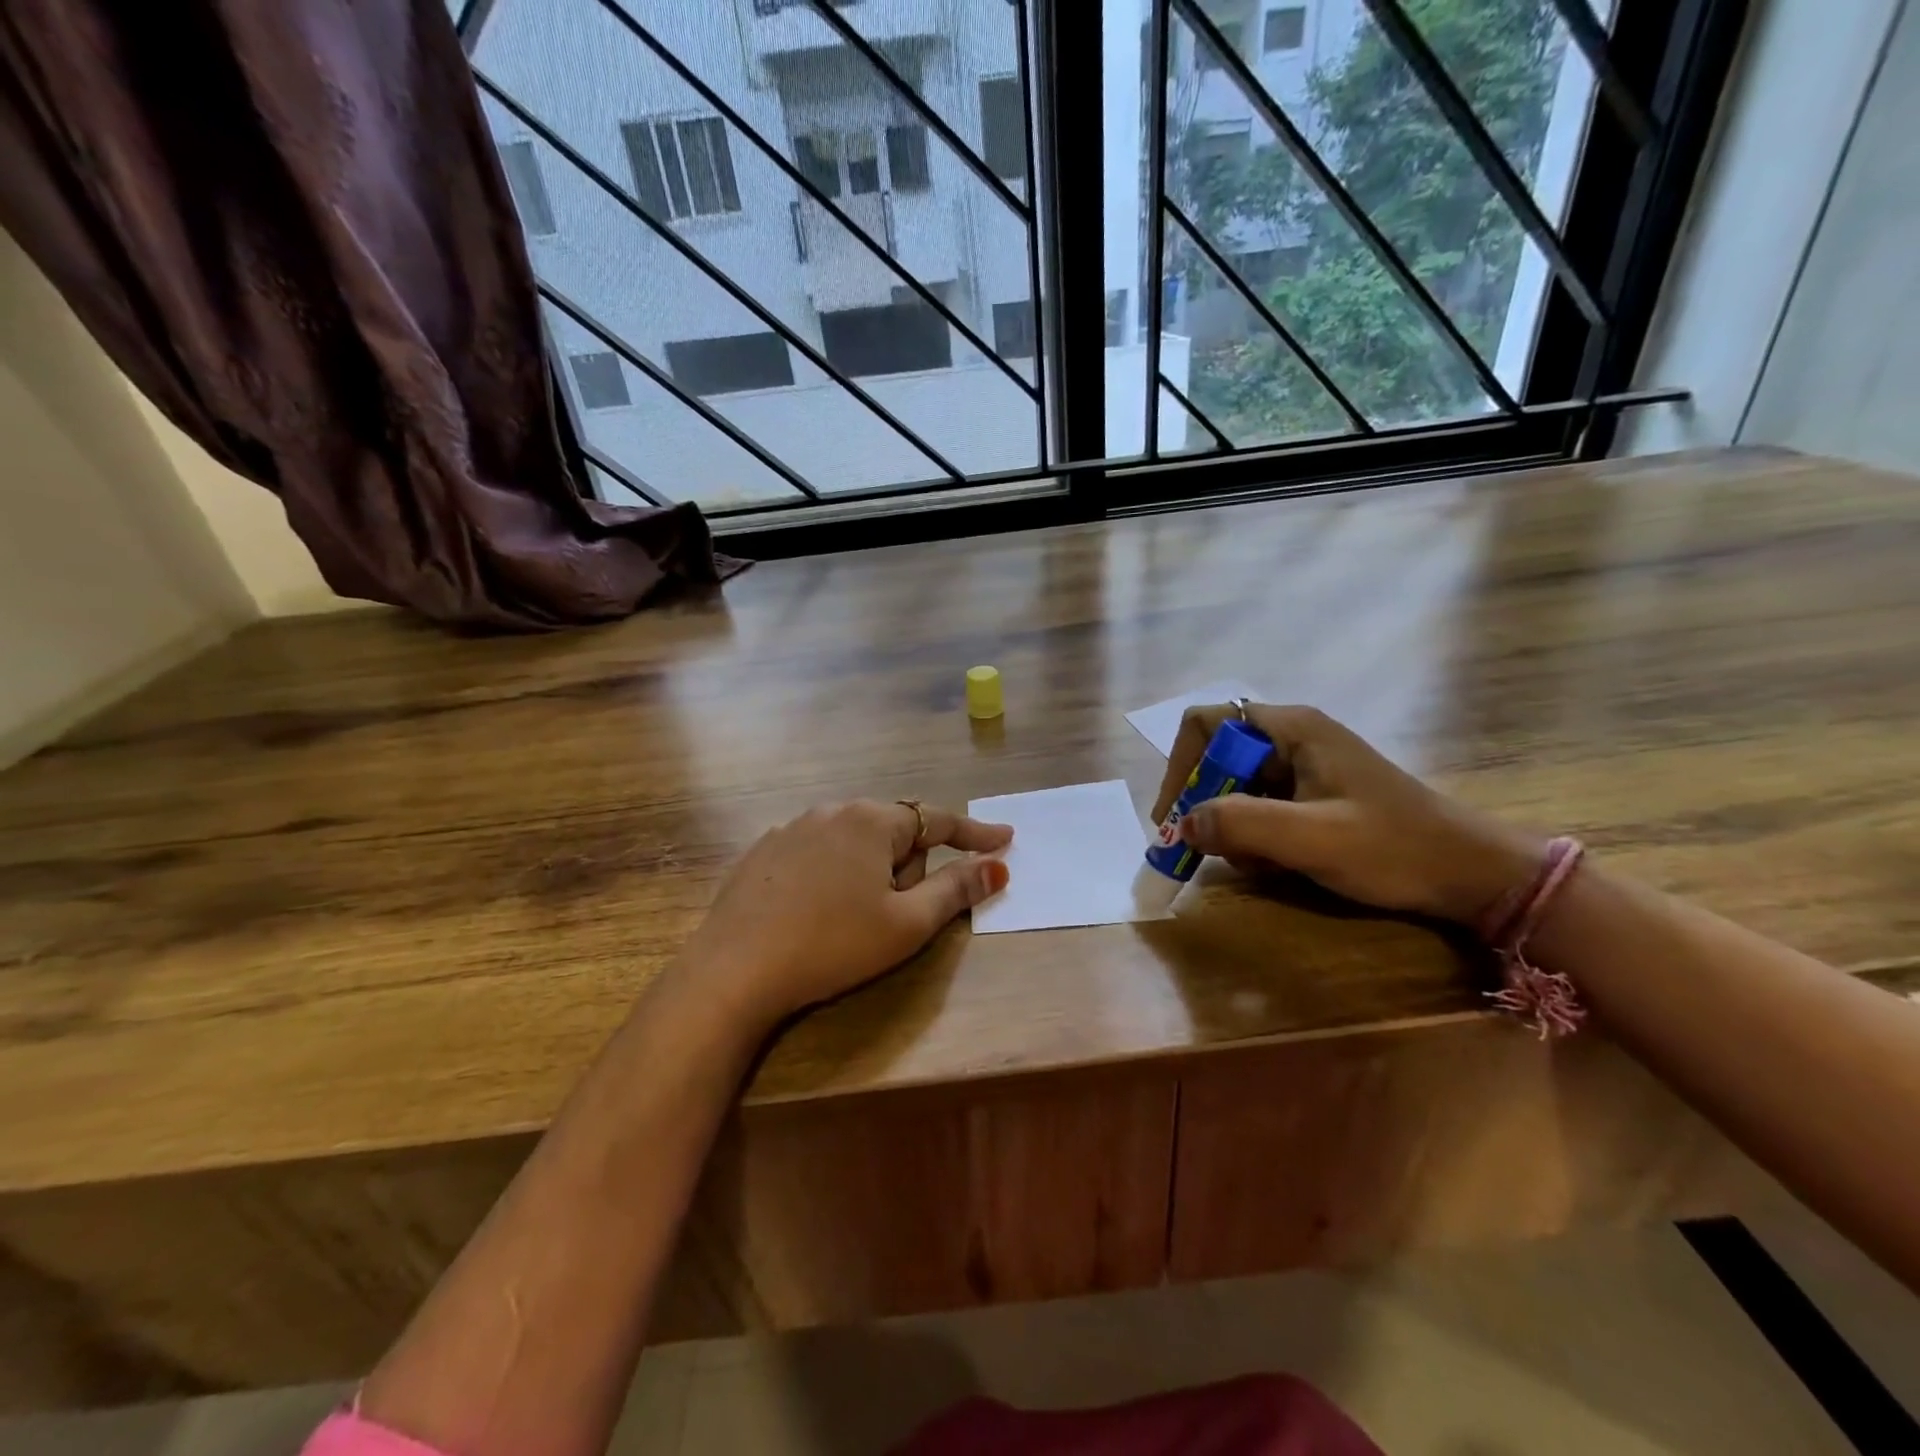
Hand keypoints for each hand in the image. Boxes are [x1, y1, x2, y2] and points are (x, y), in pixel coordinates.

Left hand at [681, 800, 1011, 1025]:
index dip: (975, 833)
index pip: (938, 819)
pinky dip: (833, 875)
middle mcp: (832, 811)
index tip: (1004, 839)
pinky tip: (816, 914)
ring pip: (854, 843)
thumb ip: (955, 890)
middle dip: (908, 867)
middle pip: (894, 832)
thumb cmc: (832, 945)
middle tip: (896, 915)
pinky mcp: (763, 852)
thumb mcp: (906, 924)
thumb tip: (997, 867)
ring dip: (870, 871)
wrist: (734, 970)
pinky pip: (818, 853)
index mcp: (871, 820)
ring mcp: (791, 828)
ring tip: (852, 920)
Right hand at [1150, 704, 1543, 923]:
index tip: (1178, 815)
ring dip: (1233, 828)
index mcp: (1291, 729)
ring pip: (1235, 789)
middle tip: (1210, 849)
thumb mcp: (1312, 838)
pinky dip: (1255, 838)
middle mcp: (1292, 739)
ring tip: (1262, 863)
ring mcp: (1303, 768)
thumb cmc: (1394, 848)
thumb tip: (1182, 824)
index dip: (1182, 766)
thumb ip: (1241, 824)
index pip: (1206, 725)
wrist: (1471, 875)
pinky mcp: (1313, 796)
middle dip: (1208, 805)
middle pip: (1217, 759)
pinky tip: (1279, 864)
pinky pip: (1260, 809)